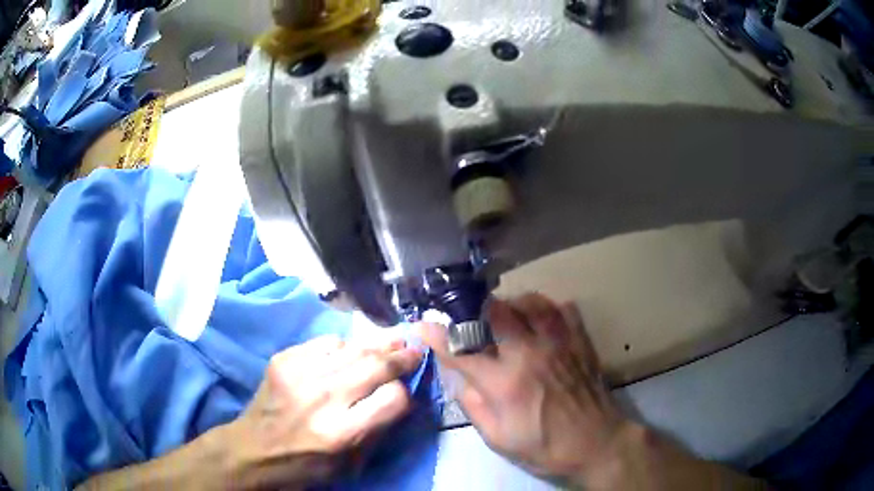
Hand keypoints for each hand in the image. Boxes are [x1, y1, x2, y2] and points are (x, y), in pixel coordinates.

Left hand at [223, 333, 422, 488]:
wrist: (252, 450)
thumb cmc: (304, 465)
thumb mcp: (348, 464)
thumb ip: (377, 430)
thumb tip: (402, 396)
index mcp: (341, 433)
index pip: (393, 399)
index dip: (406, 393)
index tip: (408, 389)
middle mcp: (322, 398)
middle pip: (375, 365)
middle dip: (402, 356)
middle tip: (414, 348)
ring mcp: (300, 373)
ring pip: (353, 347)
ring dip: (377, 344)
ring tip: (392, 342)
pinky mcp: (284, 359)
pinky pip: (325, 342)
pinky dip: (343, 346)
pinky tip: (347, 353)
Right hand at [419, 293, 629, 482]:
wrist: (596, 443)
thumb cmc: (545, 447)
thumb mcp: (499, 439)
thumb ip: (473, 406)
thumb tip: (459, 377)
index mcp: (505, 383)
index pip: (461, 350)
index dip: (437, 335)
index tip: (424, 325)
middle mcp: (529, 353)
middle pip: (496, 312)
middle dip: (475, 310)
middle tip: (469, 318)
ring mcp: (559, 343)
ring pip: (530, 301)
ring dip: (511, 304)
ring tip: (505, 316)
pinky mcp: (580, 340)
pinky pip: (563, 308)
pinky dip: (548, 308)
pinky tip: (541, 321)